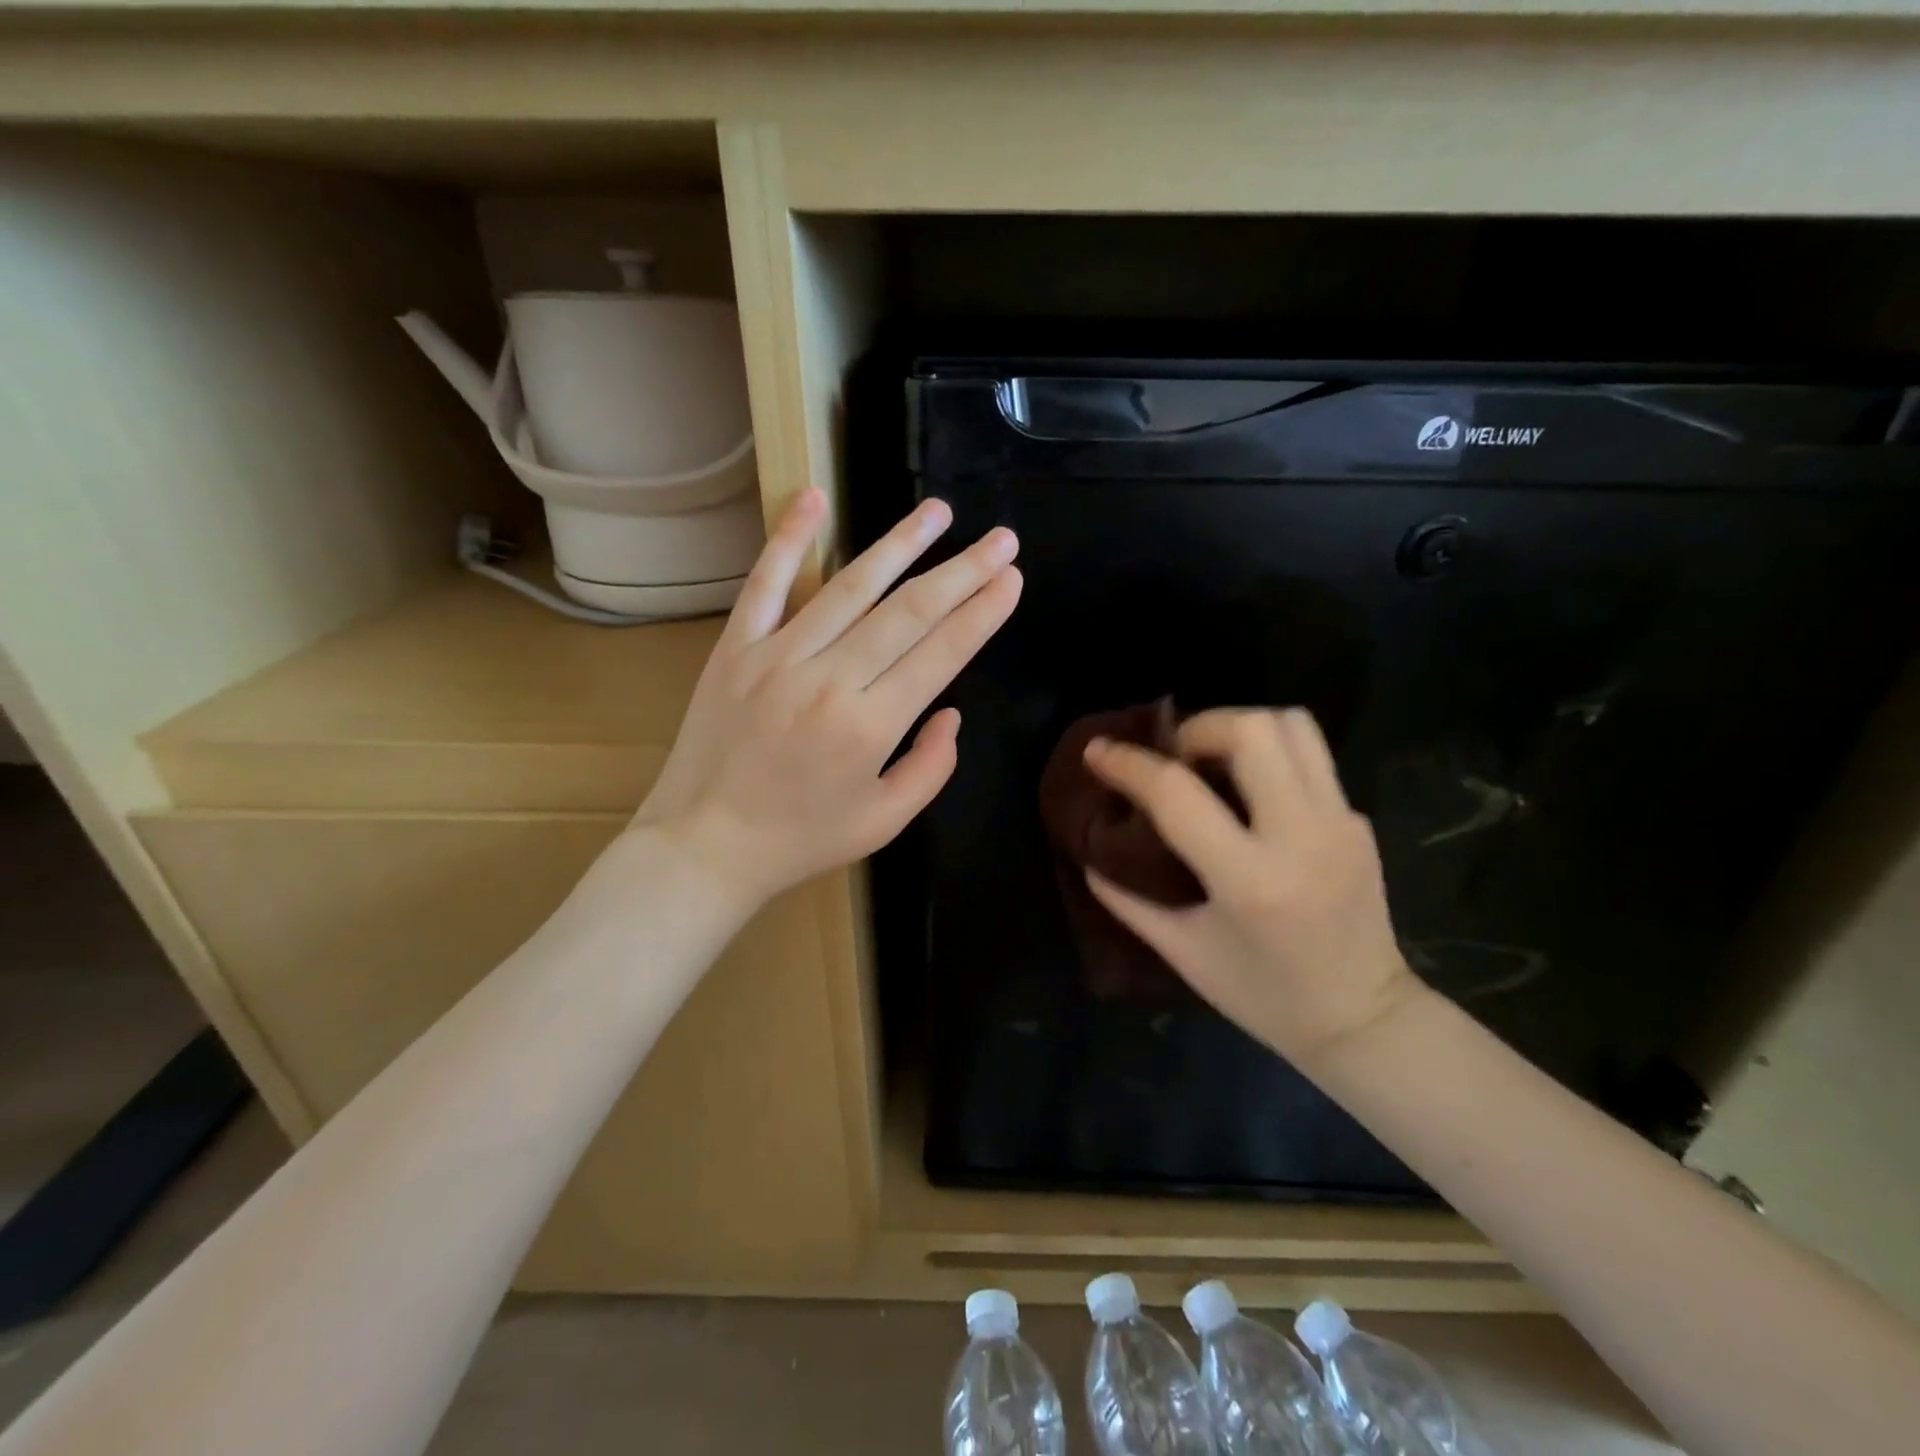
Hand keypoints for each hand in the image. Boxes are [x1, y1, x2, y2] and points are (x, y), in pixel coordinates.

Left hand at [633, 488, 1021, 907]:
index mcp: (870, 726)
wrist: (704, 846)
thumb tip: (951, 711)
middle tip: (1002, 540)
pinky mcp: (735, 648)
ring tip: (938, 512)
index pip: (941, 654)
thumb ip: (931, 768)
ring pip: (849, 587)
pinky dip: (787, 538)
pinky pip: (765, 583)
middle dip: (962, 571)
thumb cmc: (801, 840)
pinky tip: (814, 498)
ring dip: (899, 544)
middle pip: (908, 612)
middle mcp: (829, 679)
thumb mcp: (884, 822)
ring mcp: (777, 656)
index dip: (982, 613)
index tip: (1012, 579)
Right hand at [1084, 707, 1422, 1067]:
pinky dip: (1269, 755)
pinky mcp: (1359, 820)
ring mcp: (1340, 823)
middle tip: (1173, 757)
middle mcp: (1302, 837)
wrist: (1363, 1020)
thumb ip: (1128, 900)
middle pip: (1252, 731)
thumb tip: (1088, 855)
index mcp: (1250, 880)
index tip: (1098, 752)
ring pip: (1293, 725)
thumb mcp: (1184, 953)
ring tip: (1211, 758)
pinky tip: (1248, 792)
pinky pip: (1311, 757)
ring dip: (1240, 727)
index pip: (1178, 795)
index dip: (1129, 765)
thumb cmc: (1264, 997)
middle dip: (1197, 727)